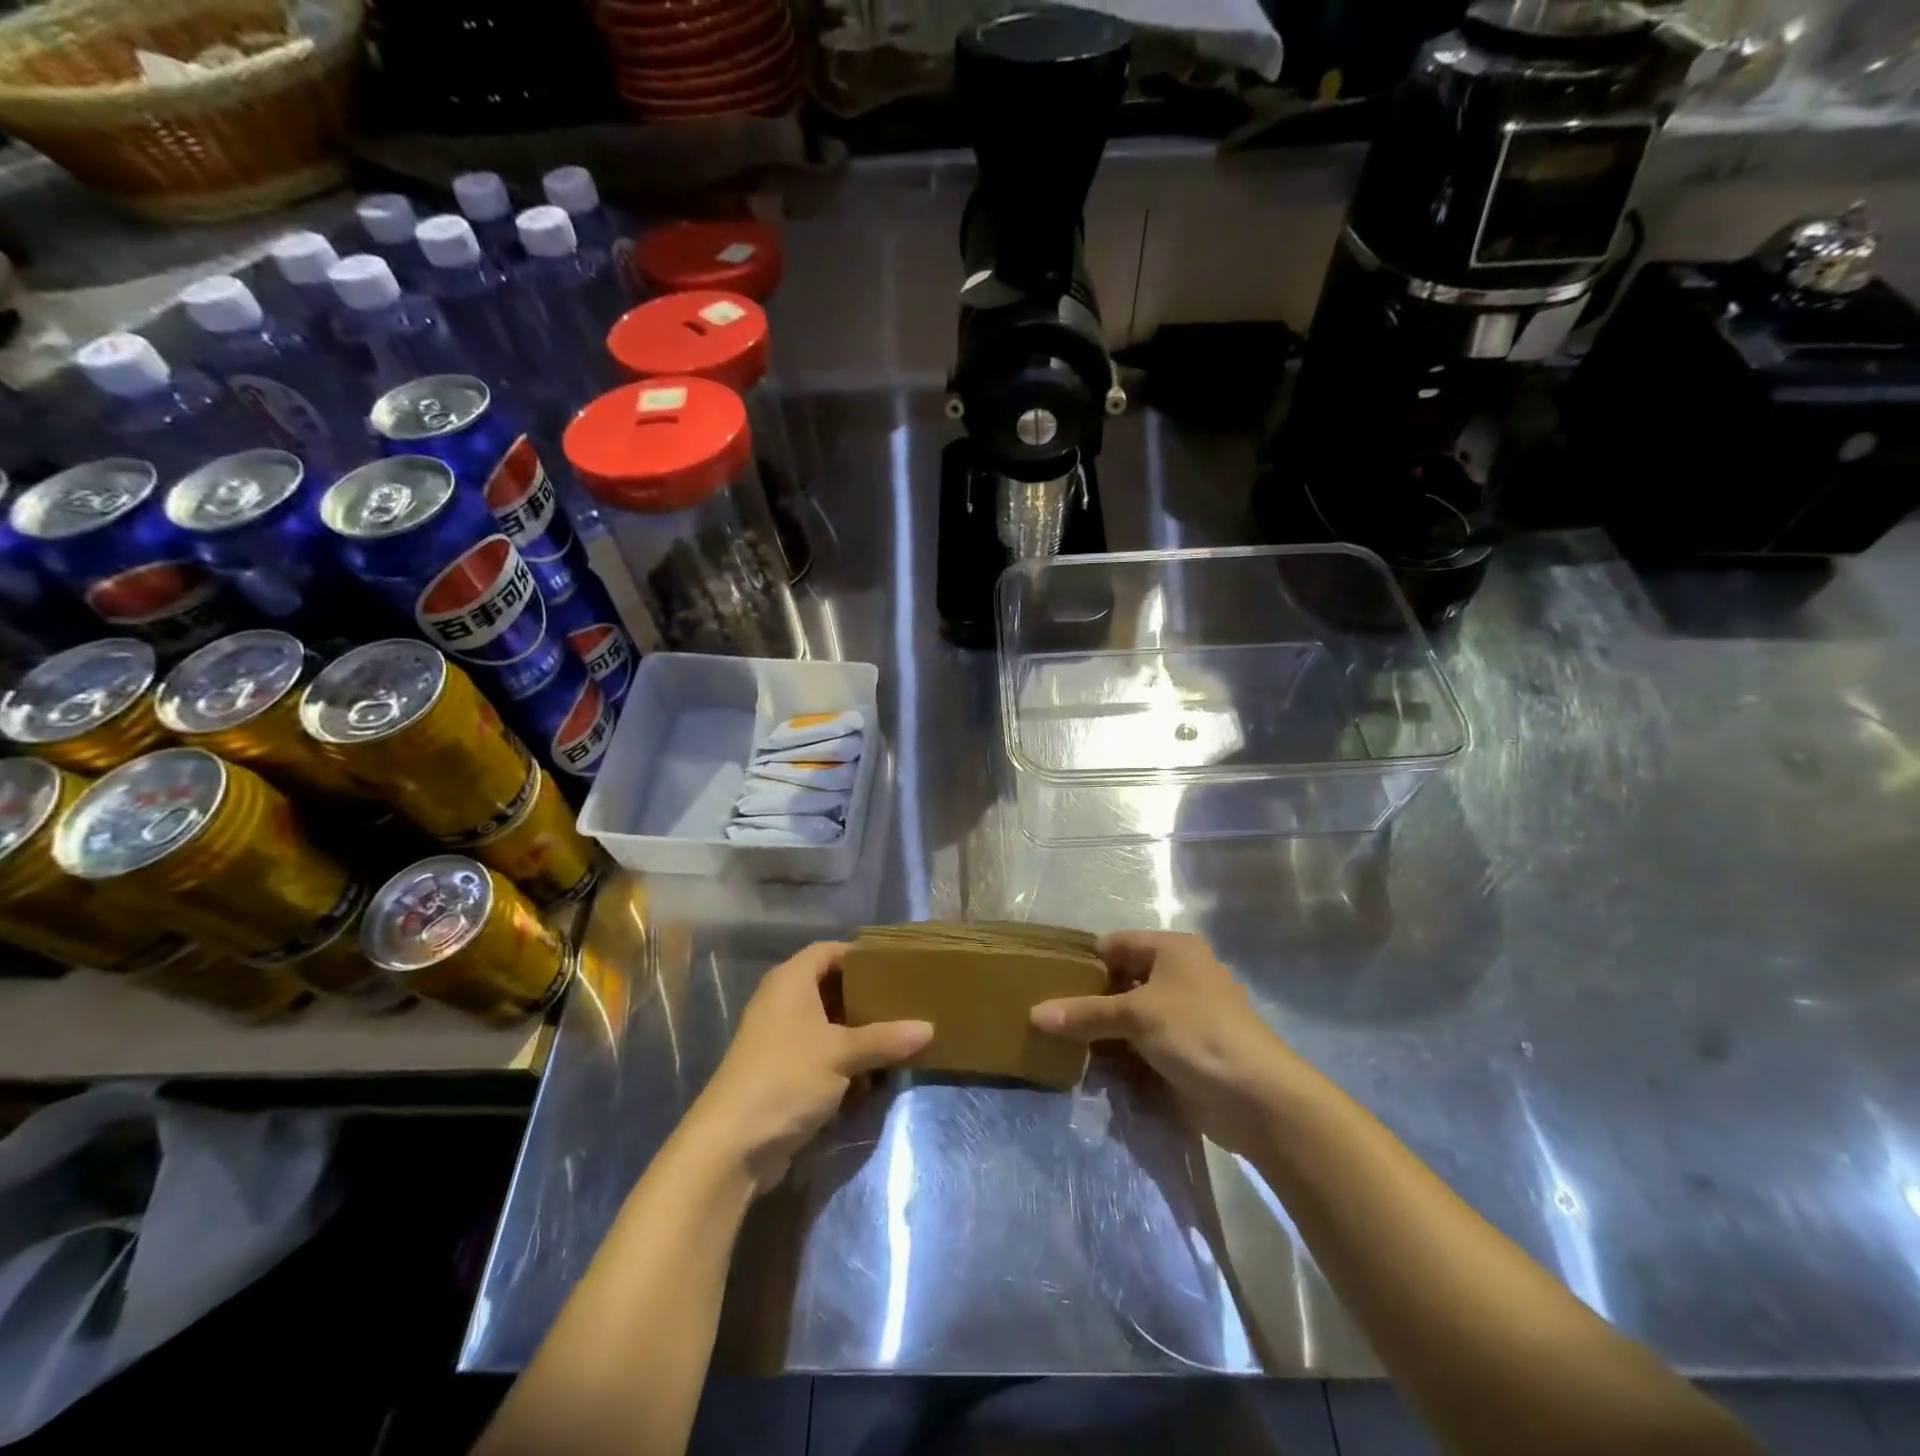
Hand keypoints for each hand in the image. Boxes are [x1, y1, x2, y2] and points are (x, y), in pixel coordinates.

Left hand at [689, 941, 931, 1193]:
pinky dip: (844, 1060)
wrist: (732, 1144)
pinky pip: (820, 1053)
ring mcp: (779, 1038)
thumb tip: (928, 1028)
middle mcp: (782, 1002)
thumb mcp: (842, 1053)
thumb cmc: (787, 1077)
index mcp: (791, 981)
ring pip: (827, 1024)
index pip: (829, 951)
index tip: (895, 966)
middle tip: (903, 1002)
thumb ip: (886, 1039)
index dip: (859, 955)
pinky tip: (872, 1076)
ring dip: (857, 1033)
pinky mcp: (781, 1071)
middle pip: (829, 987)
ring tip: (896, 1037)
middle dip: (864, 997)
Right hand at [1031, 931, 1306, 1154]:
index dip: (1085, 961)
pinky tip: (1094, 1063)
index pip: (1117, 944)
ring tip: (1064, 1040)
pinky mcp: (1188, 1047)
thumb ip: (1085, 1014)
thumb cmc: (1196, 1033)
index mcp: (1174, 949)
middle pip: (1124, 978)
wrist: (1258, 1097)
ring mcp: (1186, 1012)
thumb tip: (1033, 1014)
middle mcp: (1181, 973)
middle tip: (1052, 1013)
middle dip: (1091, 997)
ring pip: (1133, 1012)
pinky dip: (1122, 1049)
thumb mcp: (1136, 1016)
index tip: (1049, 981)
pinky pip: (1145, 1040)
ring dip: (1105, 1027)